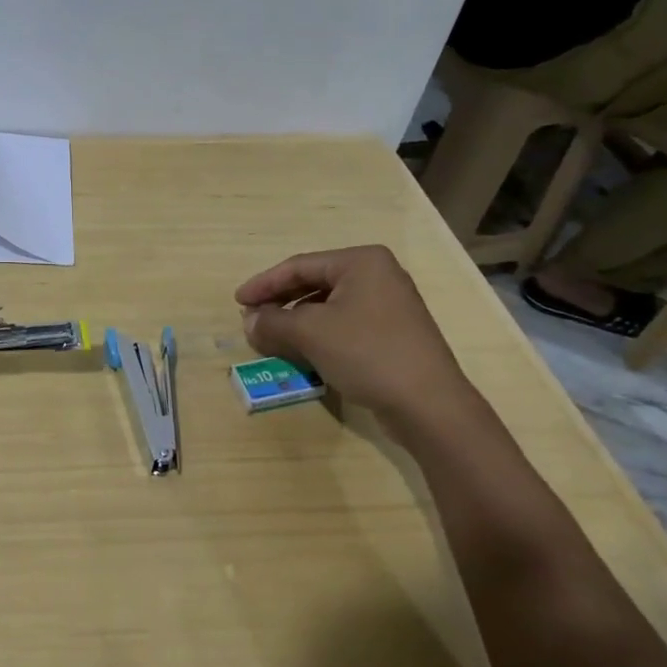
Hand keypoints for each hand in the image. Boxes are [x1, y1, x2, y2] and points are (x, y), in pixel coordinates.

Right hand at [234, 246, 470, 421]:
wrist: (428, 404)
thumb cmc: (367, 353)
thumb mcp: (310, 333)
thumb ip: (273, 322)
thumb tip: (249, 321)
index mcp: (361, 262)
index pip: (299, 266)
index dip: (264, 284)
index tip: (238, 302)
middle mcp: (378, 275)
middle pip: (313, 283)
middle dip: (280, 303)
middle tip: (253, 320)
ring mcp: (389, 305)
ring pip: (328, 306)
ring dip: (296, 321)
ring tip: (272, 338)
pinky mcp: (392, 333)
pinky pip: (344, 324)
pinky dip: (318, 334)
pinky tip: (302, 352)